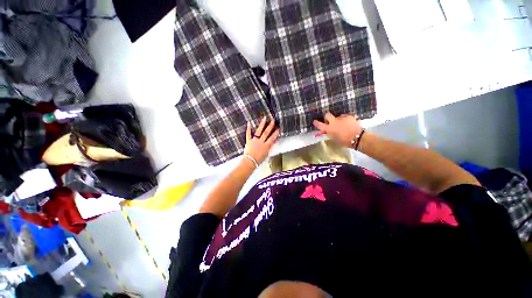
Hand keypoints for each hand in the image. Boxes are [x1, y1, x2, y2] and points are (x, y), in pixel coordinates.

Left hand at [244, 117, 279, 163]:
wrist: (250, 162)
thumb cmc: (258, 160)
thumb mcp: (266, 154)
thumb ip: (270, 147)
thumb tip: (274, 142)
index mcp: (266, 146)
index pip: (272, 138)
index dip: (275, 133)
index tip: (278, 128)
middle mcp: (261, 142)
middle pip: (266, 133)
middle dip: (270, 126)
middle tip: (273, 120)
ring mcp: (254, 140)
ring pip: (259, 131)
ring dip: (262, 124)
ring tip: (264, 118)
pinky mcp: (248, 141)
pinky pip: (248, 134)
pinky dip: (248, 128)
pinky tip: (249, 122)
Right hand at [313, 112, 362, 147]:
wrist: (357, 138)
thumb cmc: (344, 141)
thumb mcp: (334, 139)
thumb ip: (330, 133)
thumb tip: (327, 130)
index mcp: (329, 129)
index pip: (319, 124)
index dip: (316, 123)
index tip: (314, 121)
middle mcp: (334, 122)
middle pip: (327, 115)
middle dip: (327, 116)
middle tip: (329, 120)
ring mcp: (342, 118)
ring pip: (338, 116)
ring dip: (339, 120)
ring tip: (344, 125)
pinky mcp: (349, 116)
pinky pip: (345, 117)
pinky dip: (346, 120)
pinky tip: (349, 124)